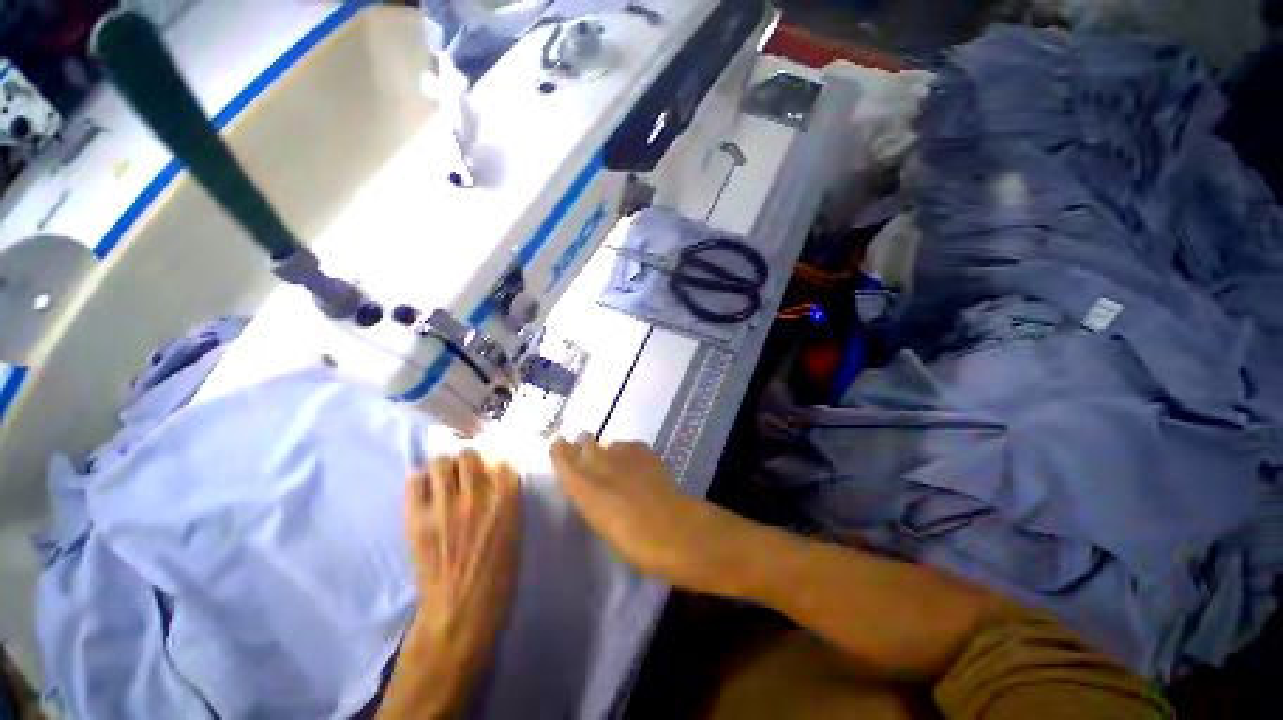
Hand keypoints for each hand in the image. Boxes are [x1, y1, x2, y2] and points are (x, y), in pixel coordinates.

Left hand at [404, 450, 520, 664]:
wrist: (459, 611)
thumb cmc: (497, 574)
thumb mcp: (514, 530)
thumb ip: (506, 500)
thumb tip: (495, 477)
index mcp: (506, 500)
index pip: (500, 459)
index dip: (495, 459)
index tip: (491, 465)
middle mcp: (476, 495)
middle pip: (469, 453)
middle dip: (468, 458)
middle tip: (465, 471)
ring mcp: (443, 506)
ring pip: (441, 461)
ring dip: (444, 466)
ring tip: (444, 478)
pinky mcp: (416, 519)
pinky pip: (415, 481)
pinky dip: (420, 479)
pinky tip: (425, 490)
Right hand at [550, 434, 729, 592]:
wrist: (668, 527)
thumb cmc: (629, 540)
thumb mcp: (598, 520)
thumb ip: (590, 494)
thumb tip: (592, 482)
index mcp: (580, 484)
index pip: (560, 453)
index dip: (560, 448)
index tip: (561, 446)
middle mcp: (597, 461)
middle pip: (585, 439)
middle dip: (585, 445)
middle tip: (591, 457)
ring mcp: (621, 451)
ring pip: (610, 443)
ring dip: (611, 452)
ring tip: (620, 467)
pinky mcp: (642, 449)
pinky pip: (629, 445)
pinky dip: (630, 453)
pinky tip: (637, 466)